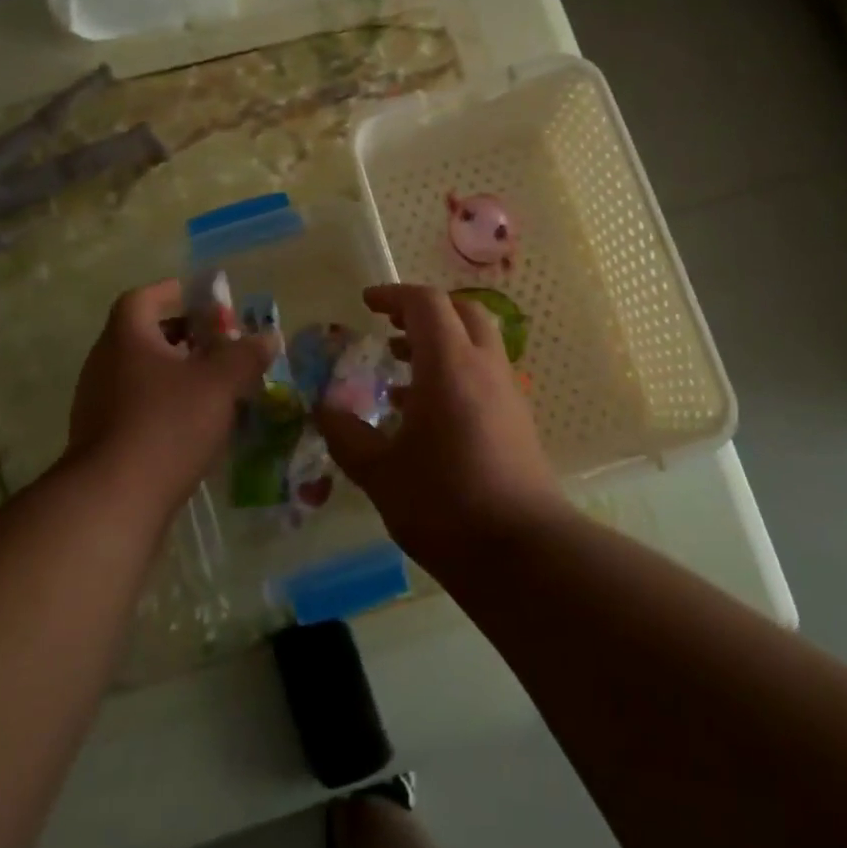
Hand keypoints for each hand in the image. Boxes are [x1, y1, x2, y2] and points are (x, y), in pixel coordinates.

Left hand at [63, 280, 274, 507]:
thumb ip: (246, 355)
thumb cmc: (168, 425)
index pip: (144, 298)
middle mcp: (104, 363)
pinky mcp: (102, 439)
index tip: (204, 300)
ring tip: (214, 385)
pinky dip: (165, 405)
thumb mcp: (220, 384)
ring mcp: (97, 403)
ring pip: (141, 373)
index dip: (174, 293)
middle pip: (144, 335)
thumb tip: (268, 337)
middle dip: (183, 336)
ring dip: (176, 373)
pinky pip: (137, 406)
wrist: (114, 499)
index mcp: (127, 338)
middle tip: (219, 345)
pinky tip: (194, 425)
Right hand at [318, 284, 564, 564]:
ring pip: (476, 343)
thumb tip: (324, 409)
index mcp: (449, 365)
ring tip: (399, 369)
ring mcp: (507, 393)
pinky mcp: (517, 420)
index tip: (366, 303)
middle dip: (423, 311)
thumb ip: (347, 435)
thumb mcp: (380, 473)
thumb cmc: (444, 504)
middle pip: (461, 312)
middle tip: (389, 327)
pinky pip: (484, 375)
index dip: (393, 295)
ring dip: (440, 343)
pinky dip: (455, 373)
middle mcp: (484, 367)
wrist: (522, 552)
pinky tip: (426, 413)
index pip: (426, 304)